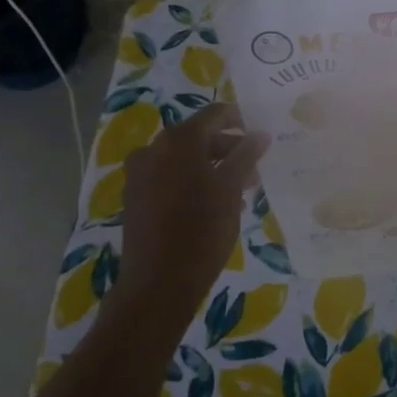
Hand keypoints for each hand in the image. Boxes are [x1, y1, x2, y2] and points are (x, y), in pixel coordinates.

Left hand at [114, 103, 268, 322]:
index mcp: (179, 140)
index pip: (215, 114)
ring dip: (212, 169)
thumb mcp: (231, 189)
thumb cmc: (202, 230)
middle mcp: (154, 148)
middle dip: (228, 150)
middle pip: (199, 137)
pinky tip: (212, 206)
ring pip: (184, 160)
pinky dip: (192, 183)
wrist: (159, 282)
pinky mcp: (135, 197)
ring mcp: (140, 173)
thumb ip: (246, 156)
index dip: (240, 120)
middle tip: (253, 172)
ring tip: (238, 193)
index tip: (259, 138)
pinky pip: (169, 178)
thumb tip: (260, 134)